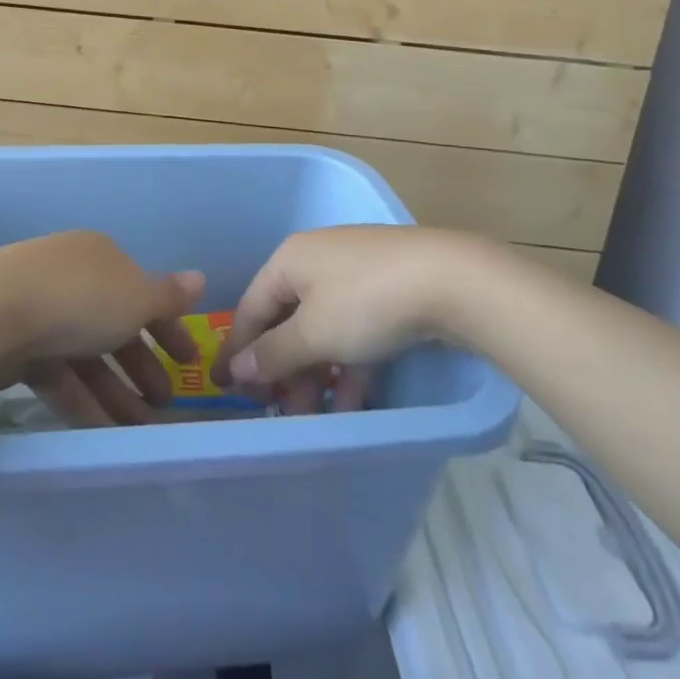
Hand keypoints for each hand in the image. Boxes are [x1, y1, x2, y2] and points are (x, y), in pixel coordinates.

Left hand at [0, 230, 205, 427]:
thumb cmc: (79, 299)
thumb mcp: (136, 298)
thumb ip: (168, 297)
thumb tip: (199, 279)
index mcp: (100, 257)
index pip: (142, 292)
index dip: (168, 328)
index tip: (188, 362)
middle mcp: (72, 278)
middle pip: (114, 325)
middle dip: (142, 366)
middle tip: (165, 404)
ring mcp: (41, 311)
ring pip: (87, 355)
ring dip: (116, 391)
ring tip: (140, 430)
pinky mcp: (16, 345)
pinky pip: (59, 374)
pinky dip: (82, 400)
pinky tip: (103, 431)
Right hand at [213, 225, 502, 411]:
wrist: (450, 280)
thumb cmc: (366, 302)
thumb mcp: (314, 333)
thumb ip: (273, 353)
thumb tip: (237, 368)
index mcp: (290, 259)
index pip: (251, 307)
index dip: (239, 350)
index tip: (229, 389)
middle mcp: (316, 261)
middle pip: (287, 320)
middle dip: (282, 370)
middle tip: (278, 411)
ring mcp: (354, 275)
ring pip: (322, 330)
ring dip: (315, 375)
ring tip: (314, 419)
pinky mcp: (386, 293)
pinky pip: (353, 332)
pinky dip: (348, 366)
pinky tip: (352, 405)